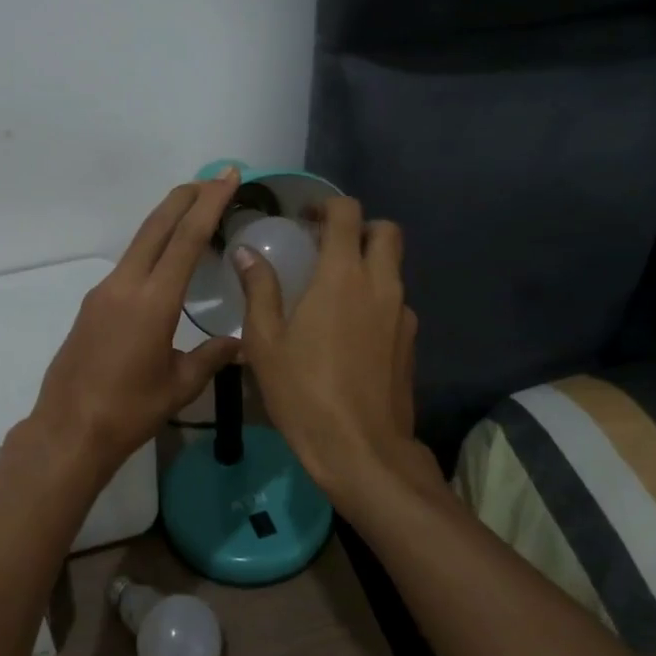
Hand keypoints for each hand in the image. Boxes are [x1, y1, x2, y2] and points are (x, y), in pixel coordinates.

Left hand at [30, 171, 242, 475]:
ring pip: (140, 242)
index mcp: (153, 301)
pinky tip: (165, 259)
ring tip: (194, 210)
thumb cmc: (129, 411)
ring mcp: (104, 292)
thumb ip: (211, 357)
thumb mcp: (180, 386)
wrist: (69, 430)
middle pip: (158, 226)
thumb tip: (240, 343)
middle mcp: (125, 285)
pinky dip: (152, 248)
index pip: (187, 239)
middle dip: (186, 197)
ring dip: (167, 220)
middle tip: (213, 177)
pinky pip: (128, 264)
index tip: (227, 177)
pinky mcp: (92, 304)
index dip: (210, 204)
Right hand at [233, 196, 424, 503]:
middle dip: (359, 228)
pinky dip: (376, 299)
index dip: (327, 206)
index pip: (348, 214)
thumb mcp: (265, 342)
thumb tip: (245, 253)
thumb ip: (258, 290)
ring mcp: (402, 314)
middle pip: (386, 232)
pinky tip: (351, 330)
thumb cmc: (303, 392)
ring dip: (369, 264)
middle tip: (326, 247)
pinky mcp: (410, 342)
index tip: (305, 220)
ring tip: (334, 290)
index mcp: (342, 276)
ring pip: (394, 268)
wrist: (361, 449)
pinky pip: (396, 302)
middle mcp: (381, 285)